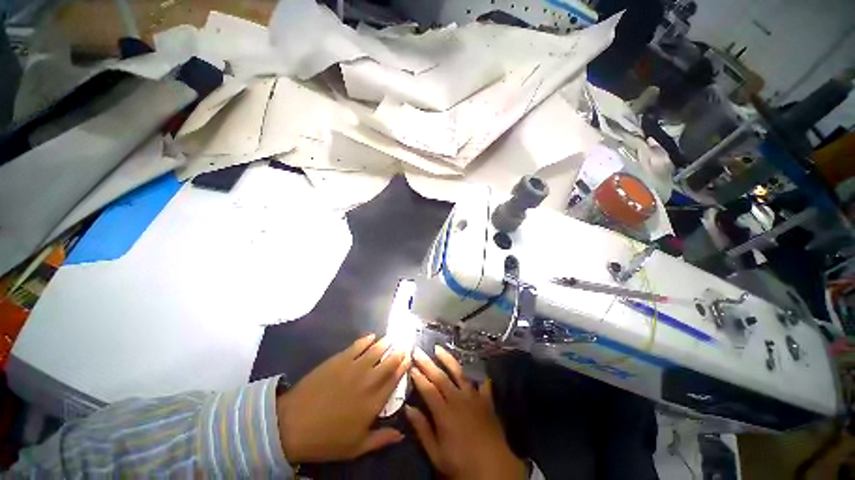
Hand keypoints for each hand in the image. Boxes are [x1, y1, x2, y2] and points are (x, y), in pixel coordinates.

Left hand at [276, 334, 408, 462]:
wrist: (293, 425)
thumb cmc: (326, 439)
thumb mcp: (356, 447)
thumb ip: (381, 439)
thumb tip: (402, 433)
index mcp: (374, 402)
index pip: (395, 379)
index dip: (404, 366)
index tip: (409, 357)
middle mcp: (369, 380)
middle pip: (389, 361)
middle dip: (399, 351)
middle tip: (404, 344)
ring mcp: (354, 367)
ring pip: (376, 349)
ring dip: (387, 342)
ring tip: (393, 337)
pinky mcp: (340, 359)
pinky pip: (358, 345)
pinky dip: (367, 339)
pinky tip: (372, 336)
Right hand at [406, 346, 525, 479]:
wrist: (495, 469)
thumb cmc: (462, 464)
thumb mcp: (437, 454)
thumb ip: (422, 429)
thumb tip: (408, 408)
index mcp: (444, 412)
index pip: (428, 389)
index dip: (418, 377)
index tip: (411, 366)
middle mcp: (458, 399)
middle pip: (440, 377)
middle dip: (427, 363)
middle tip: (418, 351)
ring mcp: (474, 397)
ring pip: (459, 373)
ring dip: (448, 359)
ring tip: (438, 348)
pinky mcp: (486, 400)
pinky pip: (482, 383)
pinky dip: (478, 375)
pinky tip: (476, 368)